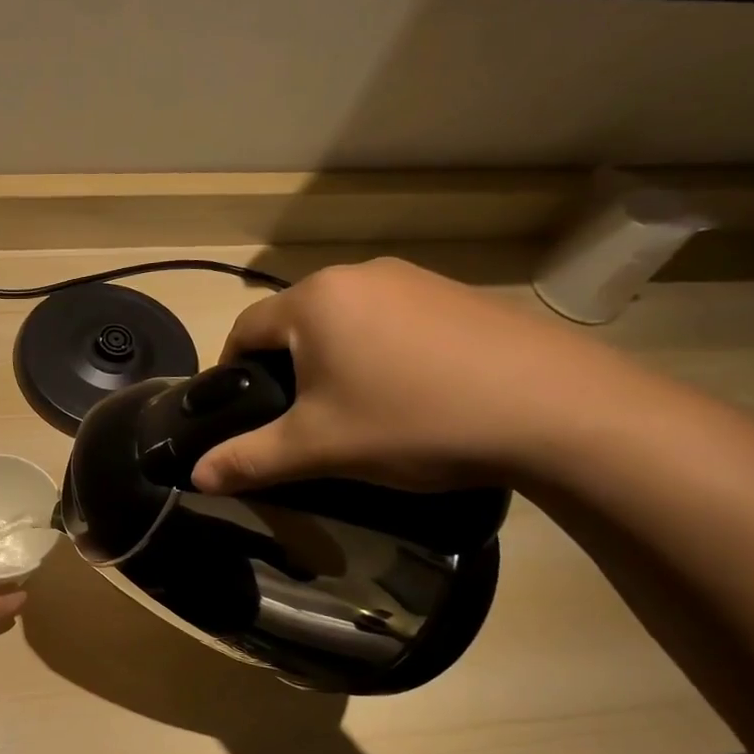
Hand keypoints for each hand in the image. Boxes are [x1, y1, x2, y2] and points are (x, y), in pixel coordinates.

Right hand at [191, 258, 647, 493]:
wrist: (558, 411)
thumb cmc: (413, 421)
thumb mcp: (319, 449)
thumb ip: (248, 460)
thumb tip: (195, 478)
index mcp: (314, 301)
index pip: (244, 329)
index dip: (229, 372)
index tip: (237, 413)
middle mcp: (359, 275)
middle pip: (294, 323)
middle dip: (283, 368)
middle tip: (296, 420)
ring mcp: (415, 279)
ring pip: (344, 321)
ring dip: (332, 359)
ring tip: (353, 409)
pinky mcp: (458, 295)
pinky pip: (392, 320)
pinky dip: (380, 352)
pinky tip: (408, 393)